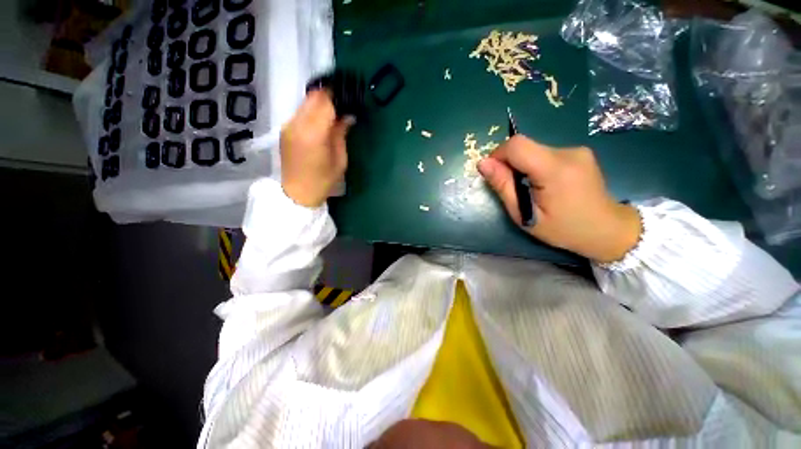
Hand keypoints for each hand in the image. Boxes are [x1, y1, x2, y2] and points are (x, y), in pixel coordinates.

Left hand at [280, 90, 353, 207]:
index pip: (325, 102)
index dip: (337, 96)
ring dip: (320, 103)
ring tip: (333, 113)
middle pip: (313, 97)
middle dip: (329, 96)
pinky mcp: (285, 130)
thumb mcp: (340, 160)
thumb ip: (341, 134)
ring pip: (305, 102)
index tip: (348, 98)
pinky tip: (320, 123)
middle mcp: (297, 124)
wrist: (297, 193)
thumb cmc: (323, 181)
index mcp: (314, 134)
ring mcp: (288, 126)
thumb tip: (347, 116)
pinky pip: (300, 112)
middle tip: (342, 103)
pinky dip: (312, 112)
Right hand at [478, 136, 640, 262]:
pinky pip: (545, 153)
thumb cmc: (563, 229)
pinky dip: (535, 165)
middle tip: (512, 188)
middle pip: (525, 146)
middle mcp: (568, 152)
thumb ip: (503, 186)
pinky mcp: (579, 152)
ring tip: (530, 189)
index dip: (498, 155)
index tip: (494, 174)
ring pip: (534, 149)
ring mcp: (577, 150)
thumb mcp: (524, 215)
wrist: (607, 229)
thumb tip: (483, 164)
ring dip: (522, 166)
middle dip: (509, 164)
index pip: (517, 145)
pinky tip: (544, 184)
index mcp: (555, 170)